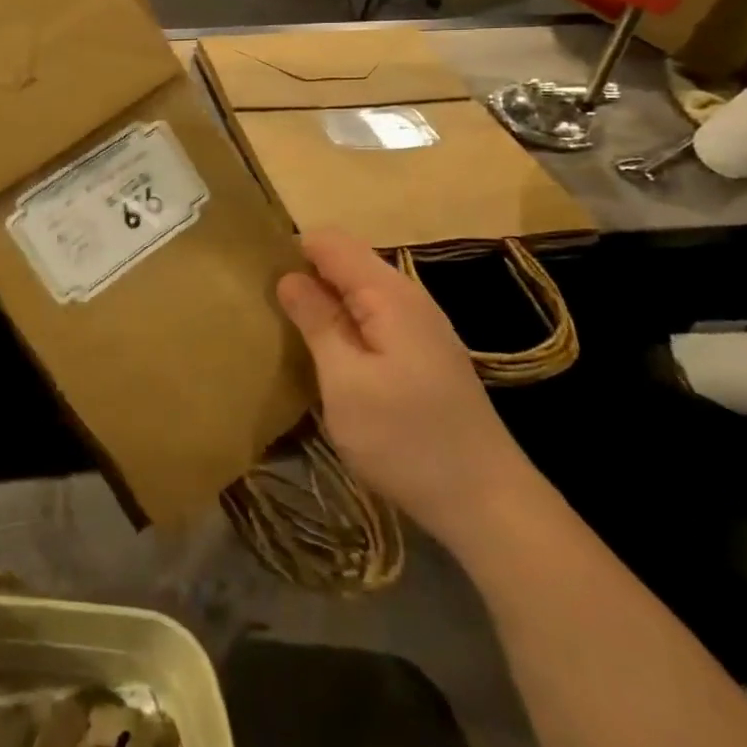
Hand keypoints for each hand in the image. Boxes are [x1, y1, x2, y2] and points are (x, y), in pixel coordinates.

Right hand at [277, 231, 535, 550]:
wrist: (489, 506)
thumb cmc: (407, 439)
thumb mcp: (346, 381)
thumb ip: (317, 321)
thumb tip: (288, 276)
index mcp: (389, 294)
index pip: (329, 241)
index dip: (291, 251)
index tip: (258, 280)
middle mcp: (408, 298)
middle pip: (344, 262)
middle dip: (304, 276)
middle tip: (267, 308)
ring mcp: (420, 327)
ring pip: (357, 292)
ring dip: (323, 303)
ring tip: (287, 330)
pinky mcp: (422, 355)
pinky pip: (372, 318)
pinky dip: (344, 326)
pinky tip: (327, 356)